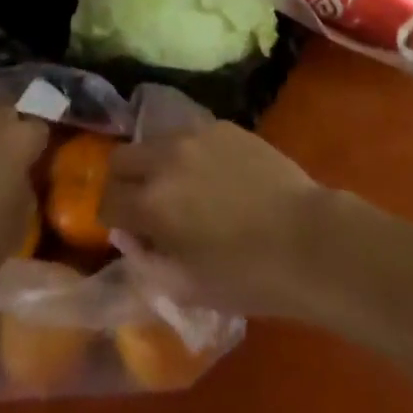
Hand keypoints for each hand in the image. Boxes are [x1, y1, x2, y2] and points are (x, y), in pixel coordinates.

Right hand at [100, 121, 331, 316]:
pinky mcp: (224, 125)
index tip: (126, 232)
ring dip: (155, 163)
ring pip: (155, 140)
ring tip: (179, 188)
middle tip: (142, 206)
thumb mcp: (187, 287)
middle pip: (121, 158)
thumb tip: (131, 237)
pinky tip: (211, 175)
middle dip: (123, 182)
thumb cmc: (246, 275)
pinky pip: (190, 134)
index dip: (110, 219)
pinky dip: (187, 153)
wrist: (305, 237)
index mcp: (152, 202)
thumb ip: (147, 261)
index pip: (107, 200)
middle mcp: (166, 157)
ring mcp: (196, 134)